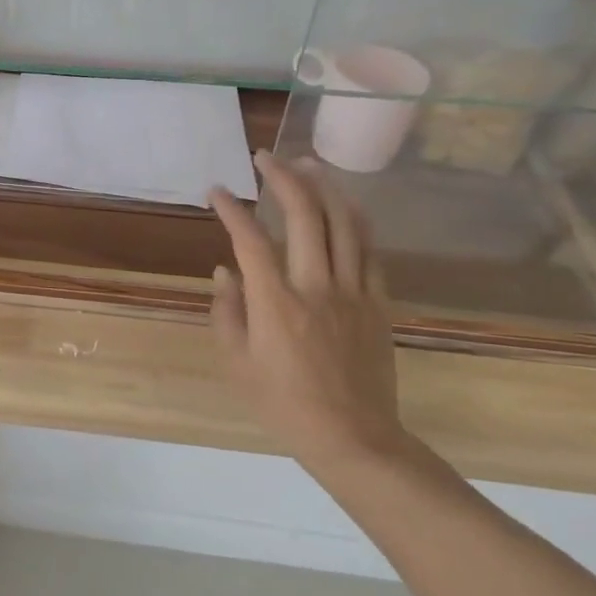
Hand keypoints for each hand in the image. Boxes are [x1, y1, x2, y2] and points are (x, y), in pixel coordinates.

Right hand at [208, 153, 408, 471]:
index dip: (232, 209)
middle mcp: (316, 286)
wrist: (354, 438)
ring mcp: (353, 292)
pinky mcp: (378, 303)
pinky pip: (369, 250)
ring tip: (307, 164)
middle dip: (283, 177)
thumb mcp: (237, 362)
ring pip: (344, 223)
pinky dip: (355, 219)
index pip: (250, 239)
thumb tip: (225, 271)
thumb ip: (227, 311)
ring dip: (324, 187)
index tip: (217, 191)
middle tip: (265, 157)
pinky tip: (344, 205)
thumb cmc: (284, 404)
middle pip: (305, 215)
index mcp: (276, 303)